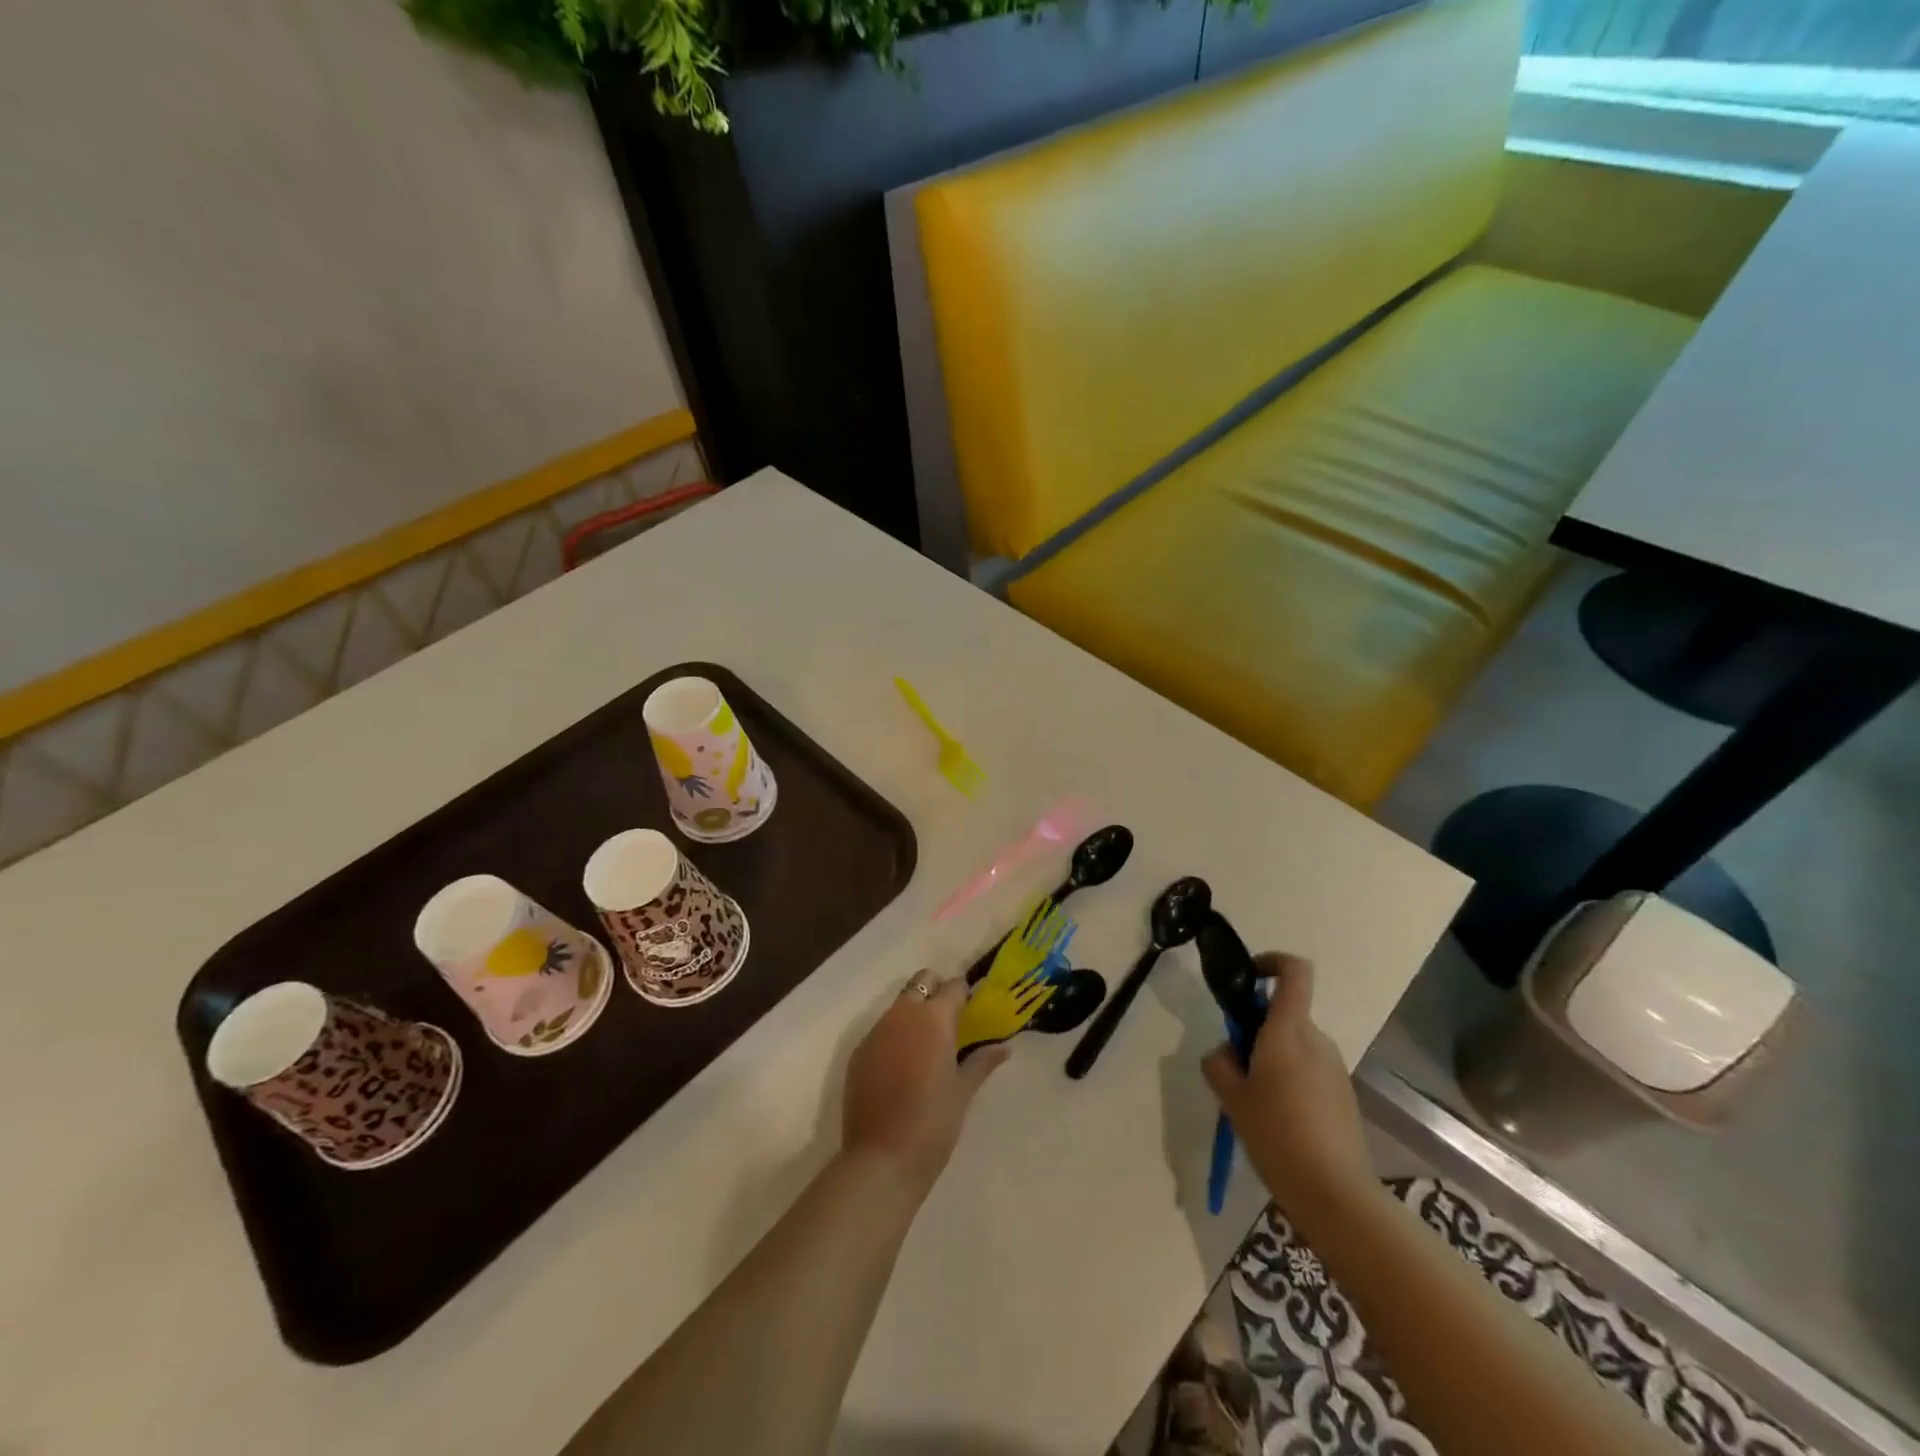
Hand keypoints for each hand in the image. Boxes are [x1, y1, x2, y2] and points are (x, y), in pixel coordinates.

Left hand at [843, 973, 1008, 1195]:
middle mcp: (903, 1015)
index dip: (963, 994)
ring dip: (913, 1014)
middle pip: (921, 982)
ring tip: (926, 1048)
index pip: (952, 986)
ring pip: (898, 1006)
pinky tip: (901, 1068)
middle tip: (949, 1022)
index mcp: (934, 1018)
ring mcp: (876, 1032)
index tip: (971, 1009)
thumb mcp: (963, 1091)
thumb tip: (1003, 1048)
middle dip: (936, 992)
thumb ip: (982, 1062)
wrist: (881, 1158)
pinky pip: (880, 1031)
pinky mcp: (859, 1052)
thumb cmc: (933, 1122)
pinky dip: (894, 1038)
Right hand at [1202, 955, 1374, 1223]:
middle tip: (1234, 1068)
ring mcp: (1334, 1069)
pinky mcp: (1344, 1097)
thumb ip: (1220, 1063)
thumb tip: (1227, 1053)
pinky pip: (1309, 1072)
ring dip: (1271, 1060)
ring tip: (1253, 1104)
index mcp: (1288, 1031)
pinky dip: (1289, 1083)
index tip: (1247, 979)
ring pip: (1295, 1047)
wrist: (1336, 1195)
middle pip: (1284, 1015)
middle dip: (1256, 1031)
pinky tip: (1278, 1123)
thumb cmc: (1277, 1135)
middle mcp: (1316, 1041)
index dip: (1271, 962)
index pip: (1293, 971)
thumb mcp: (1232, 1098)